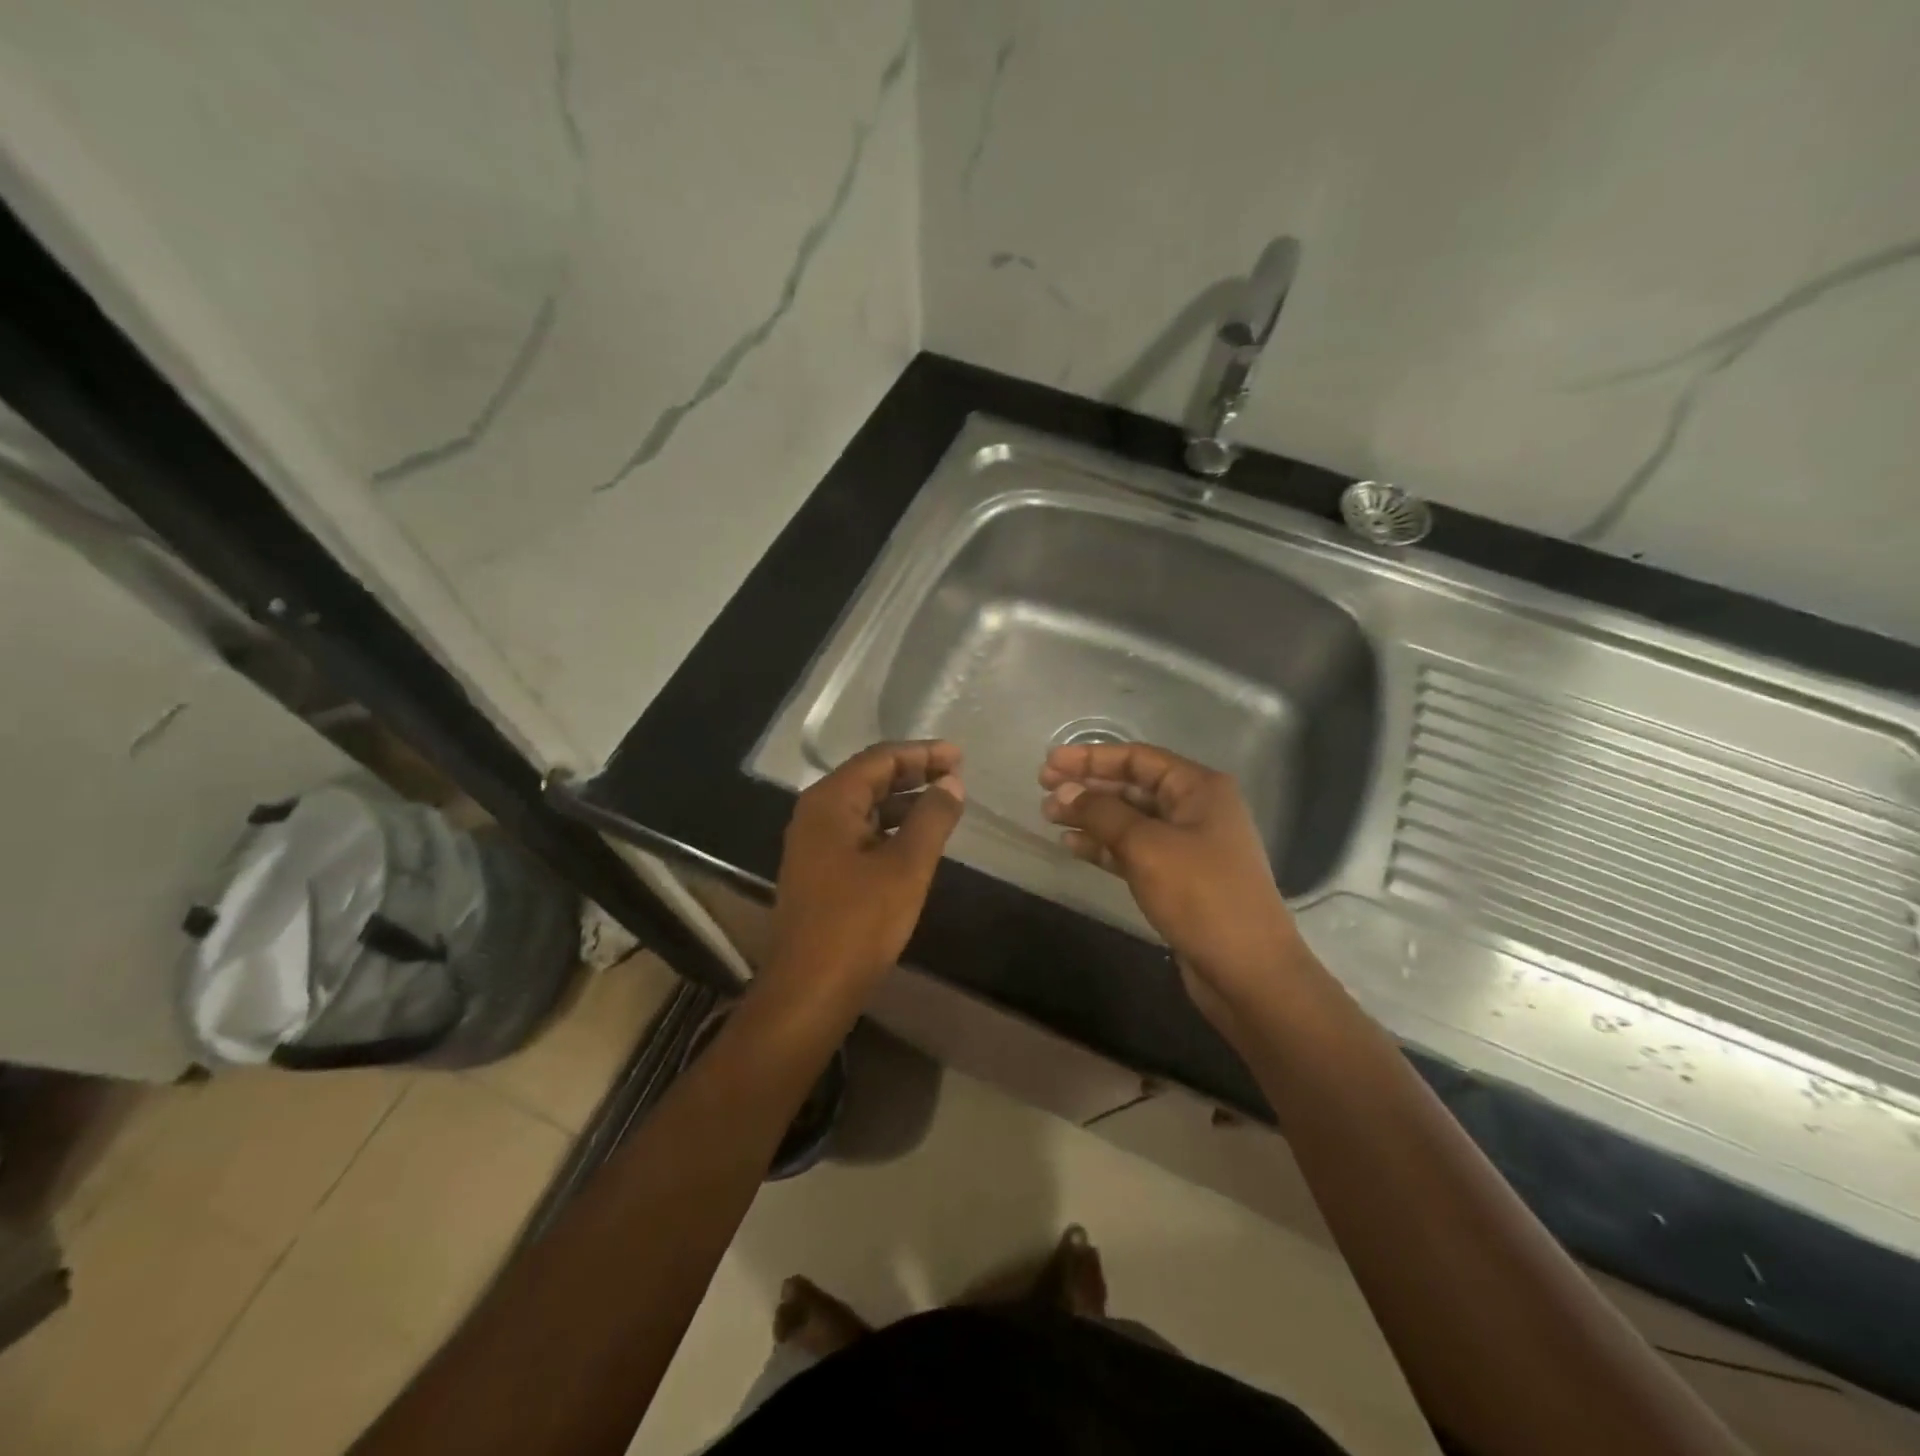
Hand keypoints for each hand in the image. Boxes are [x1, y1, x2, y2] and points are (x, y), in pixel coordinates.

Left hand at [768, 740, 965, 994]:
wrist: (809, 990)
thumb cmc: (858, 923)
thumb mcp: (906, 866)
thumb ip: (932, 818)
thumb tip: (952, 783)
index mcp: (830, 802)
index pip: (880, 759)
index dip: (922, 753)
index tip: (960, 756)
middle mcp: (815, 814)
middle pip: (869, 778)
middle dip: (914, 773)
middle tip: (956, 775)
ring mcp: (813, 844)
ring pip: (864, 807)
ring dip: (903, 801)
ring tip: (943, 804)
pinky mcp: (819, 871)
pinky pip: (859, 833)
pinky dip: (889, 828)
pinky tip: (916, 840)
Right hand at [1040, 742, 1304, 1020]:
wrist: (1247, 970)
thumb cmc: (1201, 895)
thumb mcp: (1146, 846)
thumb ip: (1102, 813)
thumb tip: (1064, 791)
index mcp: (1198, 788)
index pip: (1137, 759)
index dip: (1090, 757)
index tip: (1049, 763)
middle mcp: (1195, 809)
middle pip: (1132, 786)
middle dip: (1087, 786)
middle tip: (1043, 789)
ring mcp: (1187, 846)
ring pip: (1129, 819)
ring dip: (1090, 816)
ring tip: (1049, 817)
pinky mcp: (1177, 878)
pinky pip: (1133, 850)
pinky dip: (1103, 846)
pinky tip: (1072, 845)